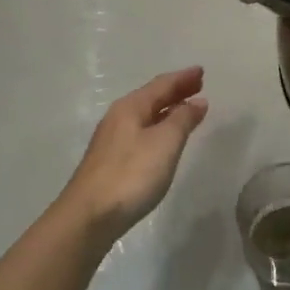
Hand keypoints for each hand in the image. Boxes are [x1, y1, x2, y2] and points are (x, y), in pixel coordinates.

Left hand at [57, 68, 209, 241]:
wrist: (88, 217)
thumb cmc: (131, 174)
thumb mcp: (165, 142)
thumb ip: (183, 119)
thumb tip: (197, 101)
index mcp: (131, 107)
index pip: (162, 85)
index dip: (183, 78)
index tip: (201, 71)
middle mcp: (119, 118)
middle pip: (152, 98)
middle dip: (176, 91)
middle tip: (198, 85)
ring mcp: (112, 141)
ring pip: (146, 116)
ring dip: (168, 110)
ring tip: (187, 109)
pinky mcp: (111, 162)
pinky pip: (141, 132)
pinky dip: (159, 127)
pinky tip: (165, 139)